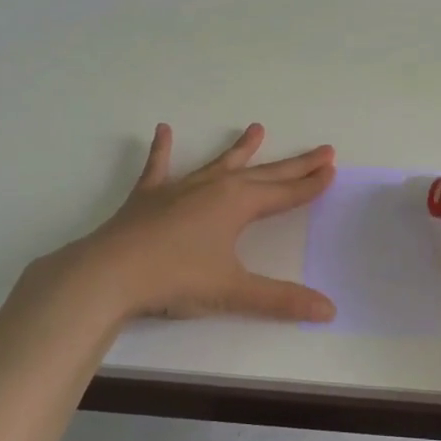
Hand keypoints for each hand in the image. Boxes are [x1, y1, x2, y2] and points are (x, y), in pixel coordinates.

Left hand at [50, 123, 337, 322]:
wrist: (109, 274)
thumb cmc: (176, 280)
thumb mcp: (233, 291)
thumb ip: (281, 300)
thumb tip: (329, 311)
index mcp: (237, 204)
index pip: (284, 193)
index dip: (310, 184)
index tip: (331, 169)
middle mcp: (213, 188)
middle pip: (263, 173)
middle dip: (294, 164)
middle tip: (322, 150)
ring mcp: (179, 188)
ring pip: (218, 163)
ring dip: (240, 149)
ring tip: (257, 129)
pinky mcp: (149, 197)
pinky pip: (159, 167)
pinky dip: (161, 149)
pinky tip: (162, 130)